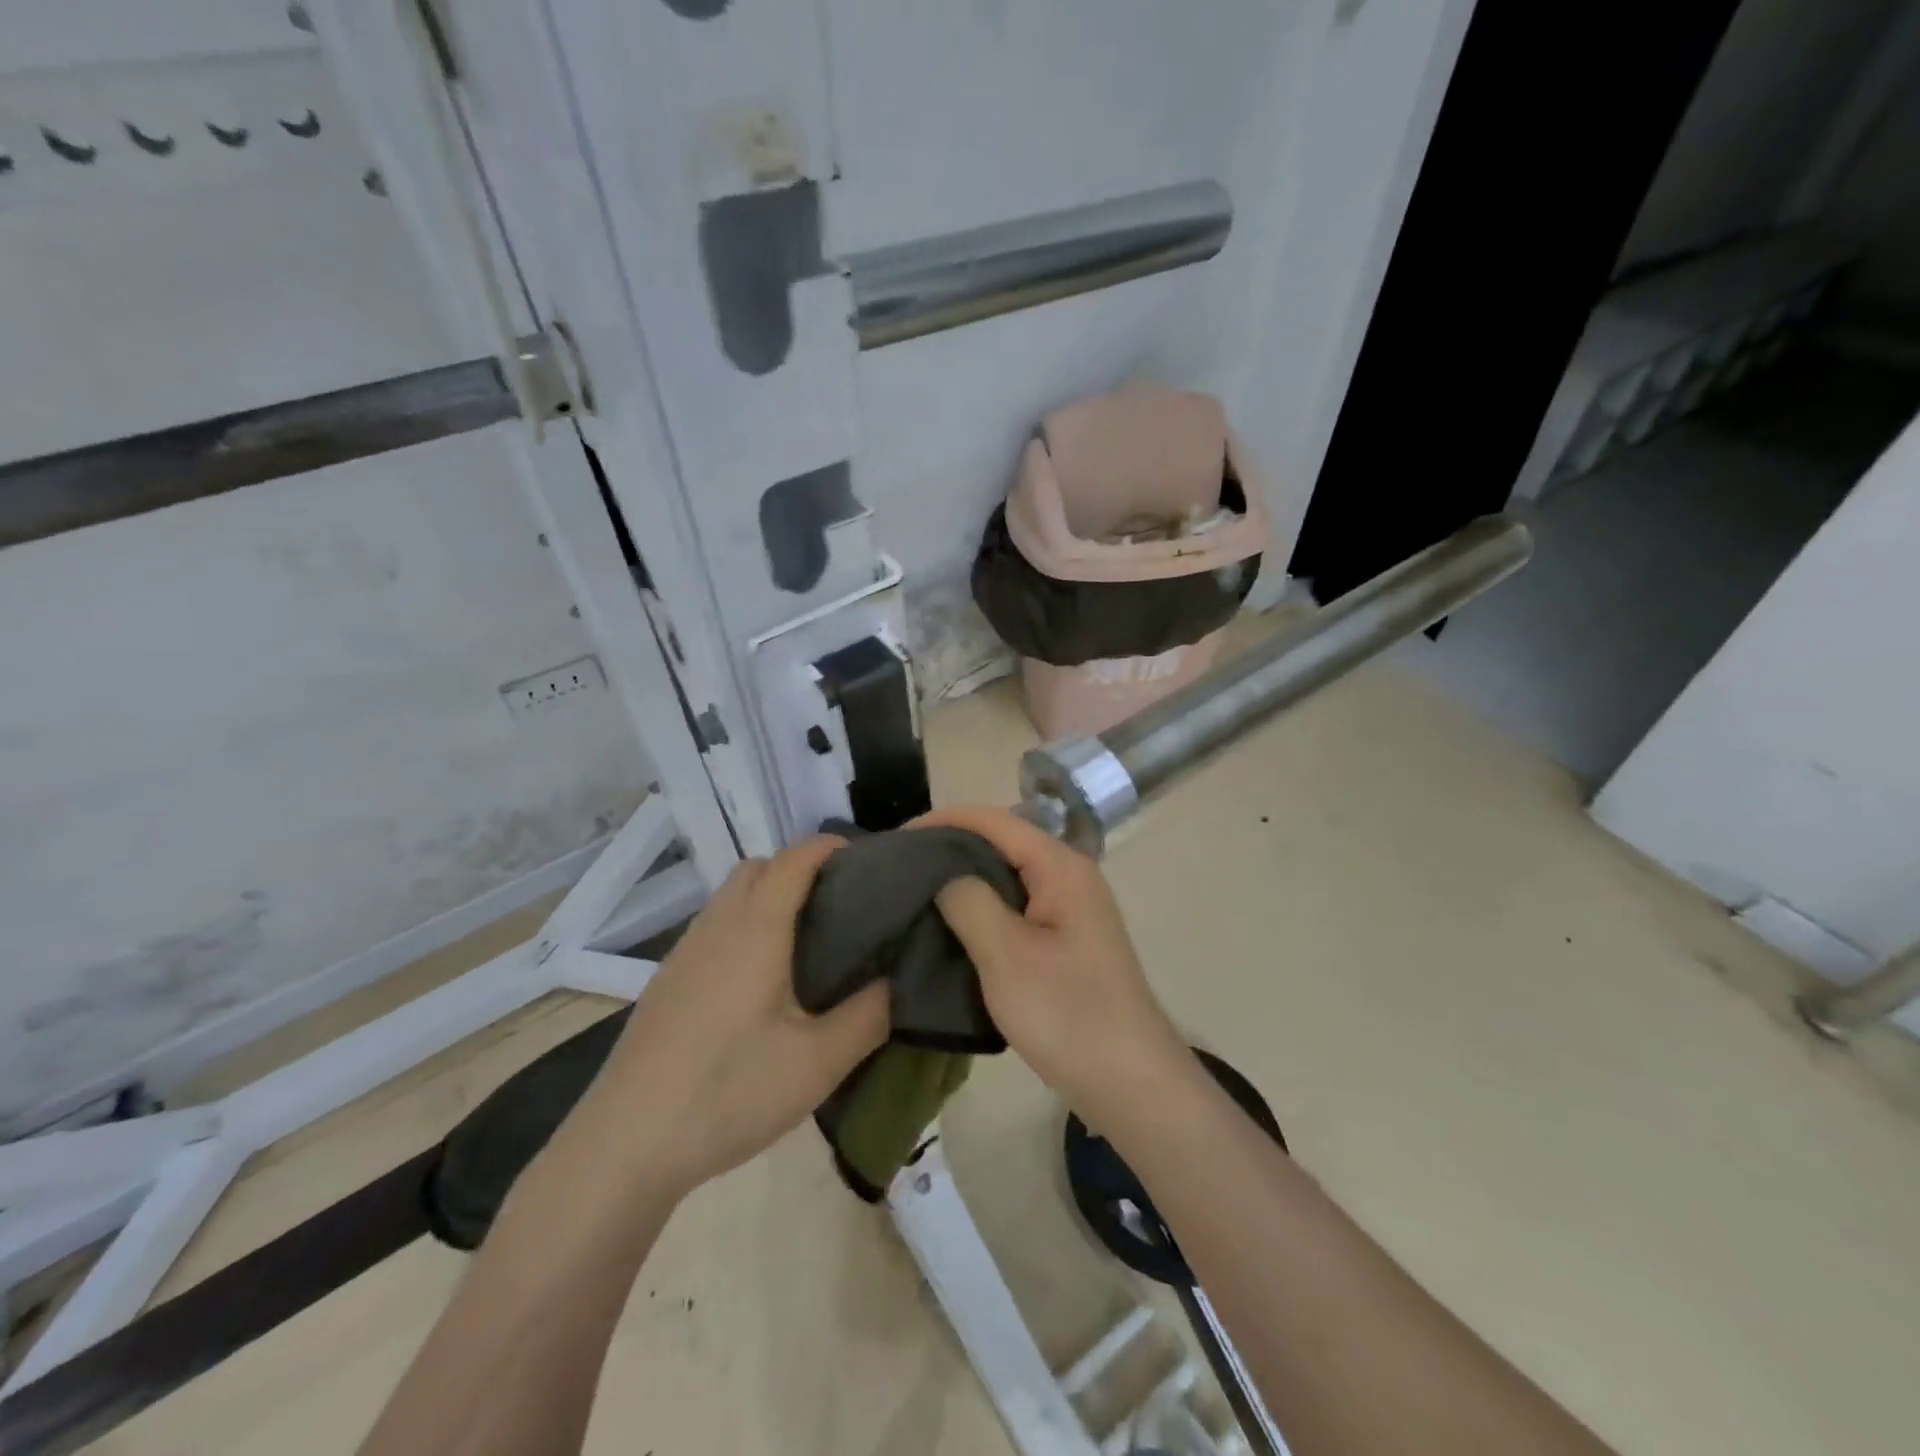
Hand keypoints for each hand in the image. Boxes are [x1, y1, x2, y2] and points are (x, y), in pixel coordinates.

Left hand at [589, 836, 887, 1197]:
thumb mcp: (819, 1062)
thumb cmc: (730, 1092)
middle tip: (838, 909)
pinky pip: (712, 929)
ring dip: (767, 899)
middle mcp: (716, 927)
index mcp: (756, 930)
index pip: (794, 860)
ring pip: (729, 898)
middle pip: (756, 868)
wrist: (625, 1146)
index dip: (829, 848)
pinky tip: (758, 986)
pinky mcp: (665, 984)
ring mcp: (683, 954)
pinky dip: (743, 928)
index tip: (867, 862)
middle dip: (798, 870)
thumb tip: (896, 981)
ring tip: (805, 946)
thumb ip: (869, 1015)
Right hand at [916, 806, 1189, 1123]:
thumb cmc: (1068, 1014)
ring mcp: (1070, 909)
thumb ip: (969, 900)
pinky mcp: (1065, 940)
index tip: (897, 839)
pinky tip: (951, 925)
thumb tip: (942, 871)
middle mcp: (1069, 876)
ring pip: (1007, 877)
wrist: (1131, 1084)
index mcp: (1060, 867)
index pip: (994, 821)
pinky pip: (1015, 907)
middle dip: (951, 848)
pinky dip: (982, 908)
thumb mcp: (1006, 955)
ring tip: (916, 892)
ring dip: (964, 880)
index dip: (943, 821)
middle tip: (900, 867)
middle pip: (1001, 843)